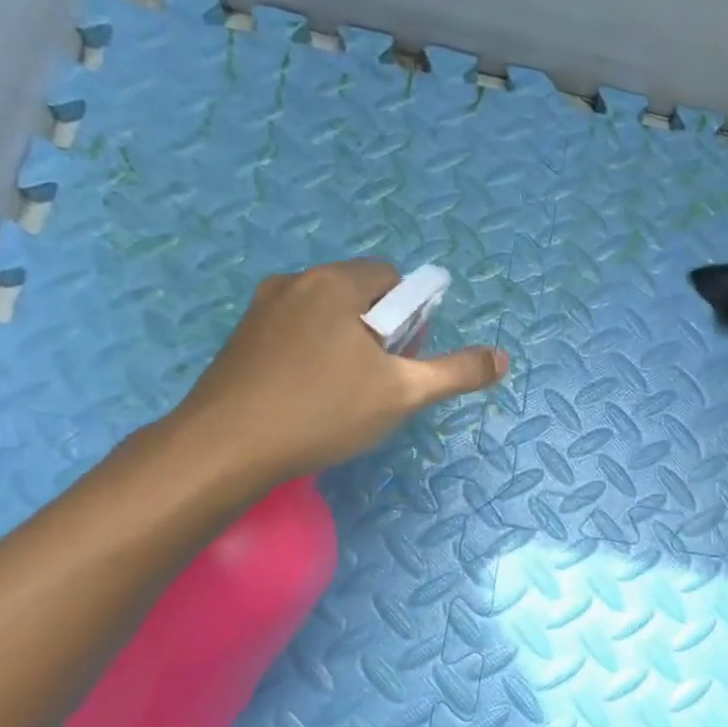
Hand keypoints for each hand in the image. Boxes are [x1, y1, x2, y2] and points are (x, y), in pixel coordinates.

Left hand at [164, 261, 507, 494]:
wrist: (224, 448)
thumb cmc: (323, 411)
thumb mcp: (403, 394)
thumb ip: (456, 372)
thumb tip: (502, 359)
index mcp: (335, 283)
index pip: (392, 278)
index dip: (410, 317)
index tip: (403, 358)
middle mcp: (296, 282)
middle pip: (359, 295)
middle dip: (378, 332)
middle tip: (378, 381)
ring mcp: (261, 309)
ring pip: (325, 316)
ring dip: (345, 344)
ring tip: (343, 395)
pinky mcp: (240, 339)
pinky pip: (294, 333)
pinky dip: (311, 355)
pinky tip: (307, 398)